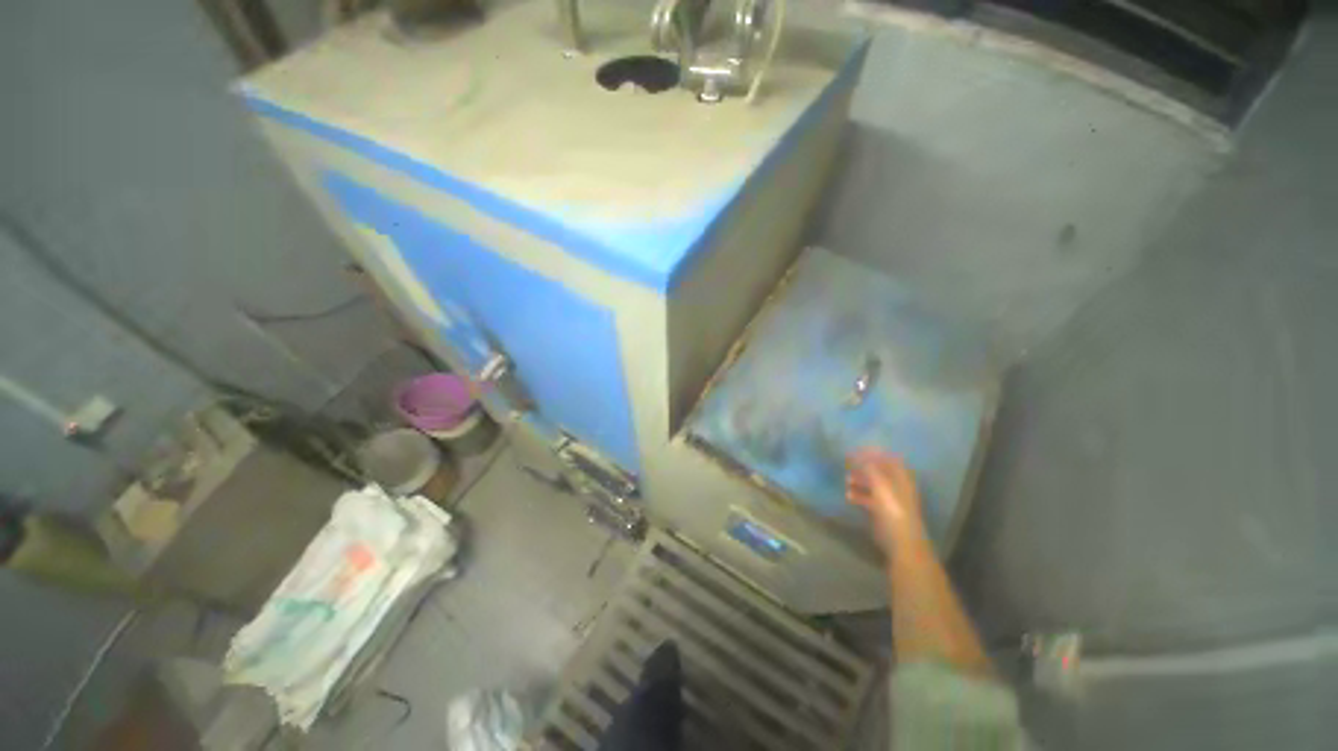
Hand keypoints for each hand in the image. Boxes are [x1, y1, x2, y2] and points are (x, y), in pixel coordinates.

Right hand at [845, 449, 924, 545]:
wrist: (901, 541)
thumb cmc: (893, 510)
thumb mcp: (881, 485)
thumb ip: (869, 469)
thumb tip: (857, 454)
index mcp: (901, 478)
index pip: (888, 459)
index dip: (873, 453)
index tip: (856, 450)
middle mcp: (896, 486)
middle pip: (879, 471)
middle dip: (863, 466)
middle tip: (848, 464)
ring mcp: (889, 499)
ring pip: (872, 484)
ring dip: (859, 480)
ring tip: (847, 479)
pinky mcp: (881, 511)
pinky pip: (868, 498)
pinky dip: (858, 495)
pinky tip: (848, 496)